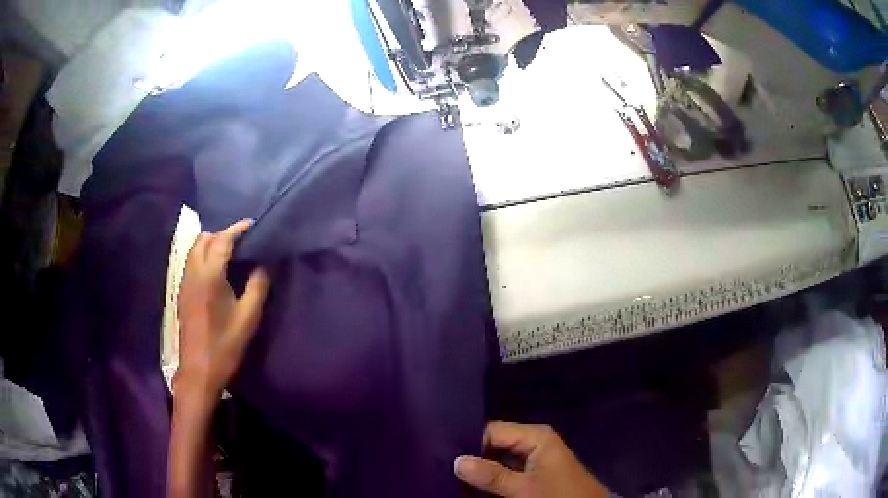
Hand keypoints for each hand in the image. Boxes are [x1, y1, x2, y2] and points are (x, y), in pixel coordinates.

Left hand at [175, 219, 269, 405]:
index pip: (222, 240)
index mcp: (209, 276)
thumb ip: (258, 286)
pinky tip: (217, 270)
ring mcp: (185, 282)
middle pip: (204, 239)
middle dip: (222, 233)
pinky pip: (191, 262)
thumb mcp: (248, 317)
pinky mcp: (182, 292)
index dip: (237, 229)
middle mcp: (193, 272)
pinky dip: (203, 255)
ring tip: (231, 253)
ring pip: (194, 249)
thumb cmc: (225, 345)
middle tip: (242, 241)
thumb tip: (264, 264)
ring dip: (211, 243)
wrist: (199, 370)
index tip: (253, 225)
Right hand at [454, 422, 607, 497]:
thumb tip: (456, 461)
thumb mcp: (524, 489)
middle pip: (493, 444)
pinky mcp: (533, 473)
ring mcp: (533, 457)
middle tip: (441, 465)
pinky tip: (471, 485)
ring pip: (497, 459)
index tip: (440, 453)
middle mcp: (533, 441)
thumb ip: (491, 475)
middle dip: (471, 457)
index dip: (467, 442)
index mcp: (535, 436)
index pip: (491, 431)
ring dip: (479, 469)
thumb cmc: (559, 497)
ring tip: (449, 474)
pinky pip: (505, 470)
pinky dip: (490, 478)